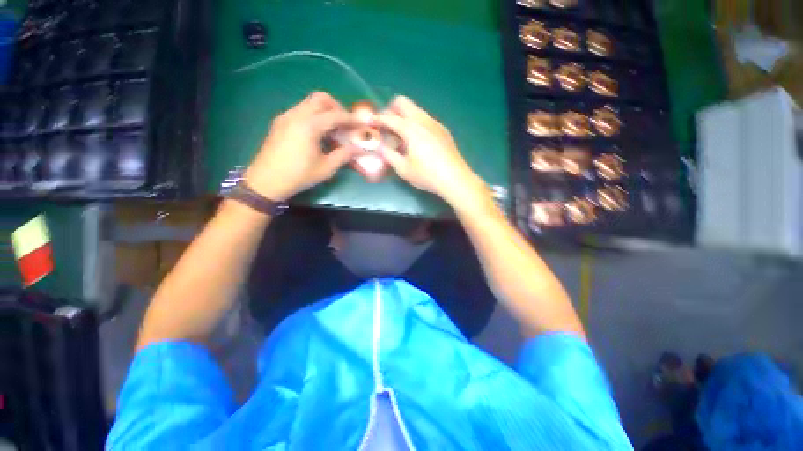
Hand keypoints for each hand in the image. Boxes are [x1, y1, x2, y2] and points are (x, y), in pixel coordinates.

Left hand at [244, 92, 356, 200]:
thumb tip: (360, 149)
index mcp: (309, 125)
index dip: (351, 119)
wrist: (266, 181)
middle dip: (337, 107)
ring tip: (334, 129)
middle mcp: (296, 115)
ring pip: (309, 103)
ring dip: (325, 111)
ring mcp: (286, 116)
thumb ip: (344, 155)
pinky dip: (314, 116)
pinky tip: (318, 133)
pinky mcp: (280, 122)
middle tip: (346, 123)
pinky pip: (301, 110)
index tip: (362, 124)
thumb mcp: (326, 168)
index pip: (335, 115)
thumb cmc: (298, 175)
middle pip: (320, 98)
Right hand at [376, 96, 488, 209]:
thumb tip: (380, 147)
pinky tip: (417, 141)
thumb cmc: (427, 175)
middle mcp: (423, 120)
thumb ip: (389, 155)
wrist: (455, 178)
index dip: (377, 118)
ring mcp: (435, 123)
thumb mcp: (403, 169)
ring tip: (402, 136)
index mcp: (411, 128)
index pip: (389, 117)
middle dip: (391, 110)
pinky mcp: (443, 130)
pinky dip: (416, 123)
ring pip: (416, 110)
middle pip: (403, 102)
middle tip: (387, 126)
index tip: (370, 122)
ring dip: (405, 116)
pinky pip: (425, 118)